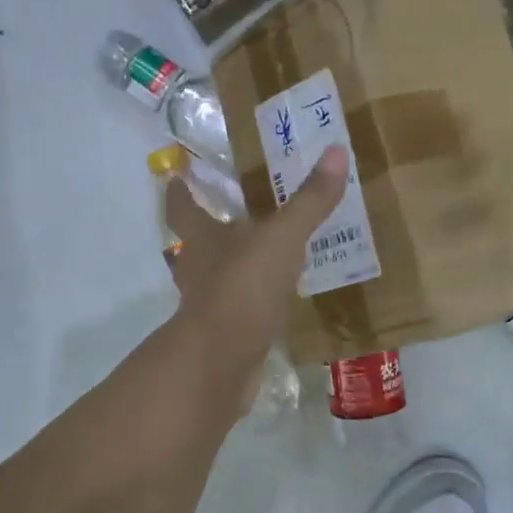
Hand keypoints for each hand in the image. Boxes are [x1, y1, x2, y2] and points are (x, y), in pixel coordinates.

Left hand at [164, 145, 348, 374]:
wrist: (222, 362)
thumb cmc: (243, 288)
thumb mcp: (282, 238)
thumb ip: (309, 201)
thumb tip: (336, 150)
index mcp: (202, 239)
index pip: (182, 208)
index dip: (179, 191)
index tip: (177, 177)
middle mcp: (198, 269)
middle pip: (195, 243)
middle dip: (210, 228)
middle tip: (233, 211)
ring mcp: (209, 305)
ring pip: (217, 276)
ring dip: (233, 265)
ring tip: (263, 253)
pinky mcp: (226, 334)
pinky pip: (239, 308)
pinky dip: (252, 299)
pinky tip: (275, 298)